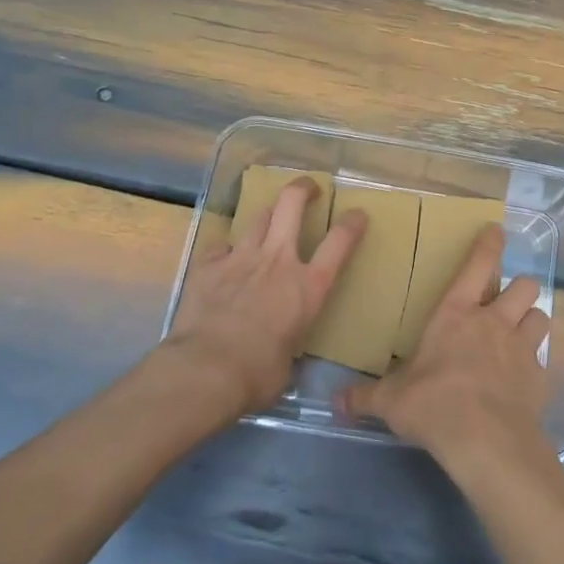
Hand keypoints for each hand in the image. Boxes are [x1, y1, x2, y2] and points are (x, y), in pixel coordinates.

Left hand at [165, 180, 365, 415]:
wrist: (205, 371)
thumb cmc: (257, 375)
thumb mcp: (288, 364)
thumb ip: (289, 345)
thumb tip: (281, 355)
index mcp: (308, 287)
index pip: (340, 242)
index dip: (352, 224)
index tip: (358, 214)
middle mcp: (278, 261)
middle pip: (292, 204)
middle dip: (303, 189)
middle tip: (309, 188)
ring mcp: (241, 258)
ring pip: (258, 217)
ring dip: (267, 216)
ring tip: (269, 221)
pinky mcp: (208, 266)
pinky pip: (221, 246)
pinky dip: (226, 250)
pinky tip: (224, 259)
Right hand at [338, 224, 549, 466]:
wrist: (485, 440)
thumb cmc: (433, 404)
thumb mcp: (392, 400)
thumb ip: (366, 397)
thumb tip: (336, 401)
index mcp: (456, 314)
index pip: (477, 265)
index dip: (489, 244)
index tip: (497, 231)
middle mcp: (494, 322)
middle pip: (524, 286)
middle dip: (519, 289)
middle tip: (508, 302)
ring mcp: (522, 348)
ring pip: (540, 317)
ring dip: (531, 323)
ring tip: (520, 336)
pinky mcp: (539, 379)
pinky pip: (543, 362)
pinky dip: (535, 368)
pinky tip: (523, 384)